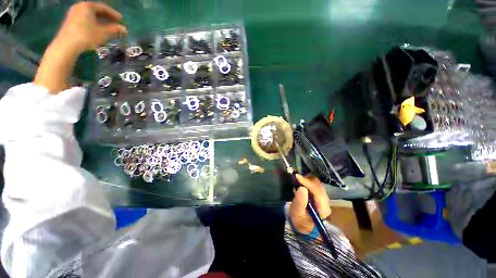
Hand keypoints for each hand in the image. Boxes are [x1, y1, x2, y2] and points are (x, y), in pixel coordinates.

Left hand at [34, 2, 126, 93]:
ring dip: (100, 24)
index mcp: (85, 8)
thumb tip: (125, 30)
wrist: (64, 50)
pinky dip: (93, 28)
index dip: (113, 13)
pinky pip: (85, 25)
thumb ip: (114, 31)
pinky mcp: (69, 29)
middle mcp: (78, 10)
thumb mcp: (102, 34)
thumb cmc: (84, 39)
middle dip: (106, 18)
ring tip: (109, 31)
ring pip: (89, 19)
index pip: (102, 7)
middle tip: (116, 25)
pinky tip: (97, 36)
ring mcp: (72, 20)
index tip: (122, 19)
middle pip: (95, 12)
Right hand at [289, 174, 331, 233]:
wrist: (304, 227)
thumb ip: (299, 202)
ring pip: (318, 184)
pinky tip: (302, 181)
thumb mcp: (297, 214)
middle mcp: (326, 202)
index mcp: (323, 208)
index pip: (317, 192)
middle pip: (319, 186)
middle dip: (308, 180)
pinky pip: (315, 185)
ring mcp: (324, 199)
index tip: (297, 176)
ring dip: (308, 180)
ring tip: (298, 178)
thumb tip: (302, 188)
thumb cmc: (300, 222)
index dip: (307, 182)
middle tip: (296, 177)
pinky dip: (308, 181)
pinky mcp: (320, 196)